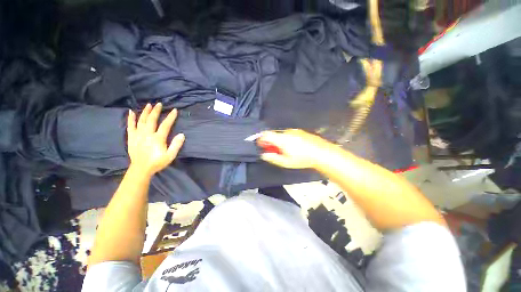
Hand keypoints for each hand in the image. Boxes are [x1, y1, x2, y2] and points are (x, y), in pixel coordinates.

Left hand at [127, 103, 184, 176]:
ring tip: (148, 105)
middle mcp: (147, 134)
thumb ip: (176, 145)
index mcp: (158, 138)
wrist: (141, 169)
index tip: (174, 110)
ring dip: (145, 112)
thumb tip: (182, 134)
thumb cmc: (157, 162)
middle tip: (159, 104)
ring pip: (141, 120)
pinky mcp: (131, 137)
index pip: (165, 125)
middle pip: (152, 120)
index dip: (170, 117)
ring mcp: (138, 135)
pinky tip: (131, 112)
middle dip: (156, 111)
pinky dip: (131, 118)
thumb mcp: (170, 155)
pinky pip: (130, 126)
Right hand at [257, 129, 332, 168]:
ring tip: (286, 151)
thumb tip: (264, 154)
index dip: (261, 139)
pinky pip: (289, 134)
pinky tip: (294, 147)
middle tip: (274, 151)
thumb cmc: (303, 159)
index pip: (266, 134)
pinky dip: (287, 139)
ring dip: (280, 141)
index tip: (261, 145)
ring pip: (281, 135)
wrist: (322, 153)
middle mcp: (287, 132)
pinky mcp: (300, 131)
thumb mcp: (286, 162)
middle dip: (271, 142)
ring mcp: (294, 131)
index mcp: (282, 139)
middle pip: (274, 134)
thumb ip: (273, 158)